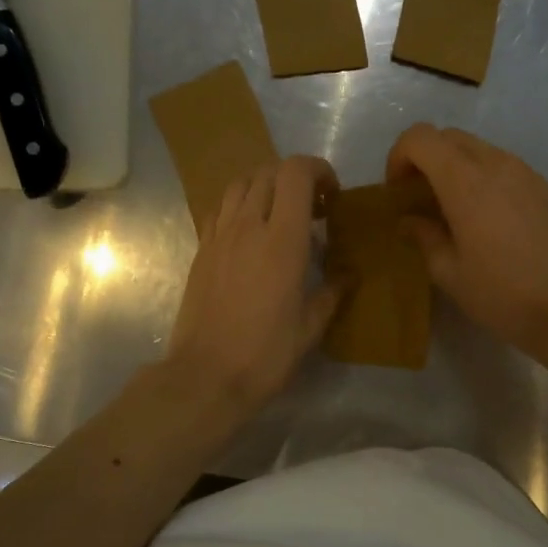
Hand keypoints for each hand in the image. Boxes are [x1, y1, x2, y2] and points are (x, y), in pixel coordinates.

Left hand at [166, 155, 343, 417]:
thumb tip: (346, 275)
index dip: (318, 170)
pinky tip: (250, 234)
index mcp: (282, 240)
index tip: (331, 196)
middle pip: (268, 172)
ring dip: (264, 186)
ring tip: (279, 214)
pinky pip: (220, 209)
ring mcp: (219, 236)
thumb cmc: (265, 354)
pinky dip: (239, 206)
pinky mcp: (201, 250)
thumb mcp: (311, 327)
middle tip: (312, 208)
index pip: (296, 173)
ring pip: (240, 184)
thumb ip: (332, 293)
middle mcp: (247, 226)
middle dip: (295, 178)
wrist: (206, 376)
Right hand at [385, 124, 547, 357]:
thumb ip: (424, 237)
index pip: (420, 137)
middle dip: (425, 160)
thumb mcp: (450, 273)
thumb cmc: (503, 294)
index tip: (398, 192)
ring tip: (453, 212)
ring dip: (456, 169)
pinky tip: (487, 221)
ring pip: (478, 149)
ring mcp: (525, 172)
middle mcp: (496, 164)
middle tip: (420, 200)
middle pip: (449, 137)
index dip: (399, 157)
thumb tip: (409, 221)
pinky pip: (504, 167)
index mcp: (464, 181)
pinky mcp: (545, 187)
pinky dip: (483, 180)